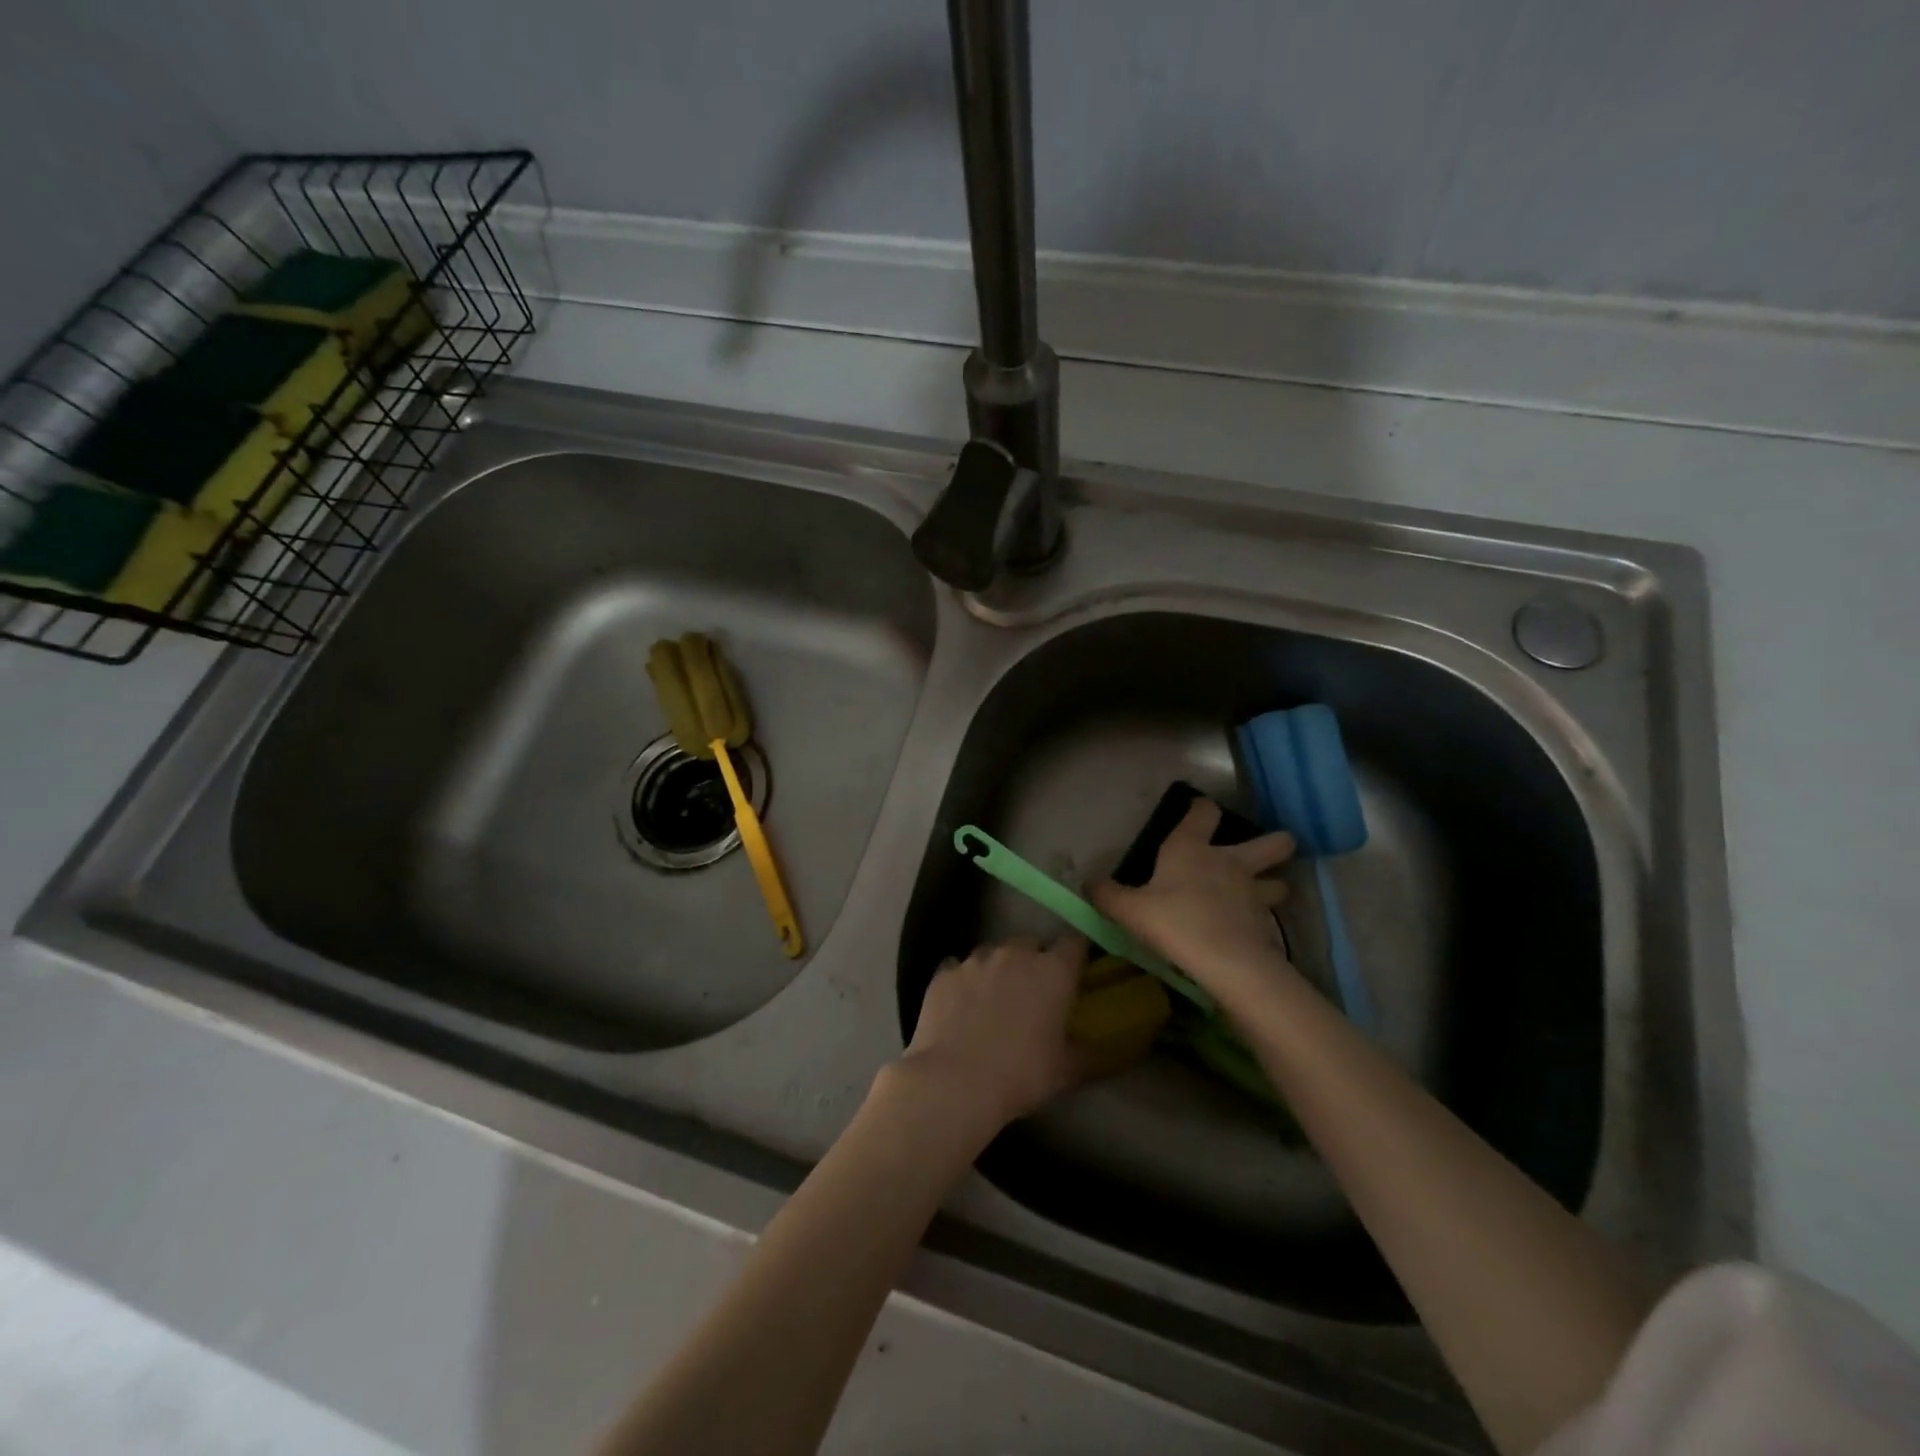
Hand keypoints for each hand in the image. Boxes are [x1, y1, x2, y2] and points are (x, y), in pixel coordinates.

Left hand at [897, 935, 1088, 1129]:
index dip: (1075, 955)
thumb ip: (1082, 1050)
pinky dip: (963, 981)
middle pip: (1030, 944)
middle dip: (1033, 961)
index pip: (1073, 944)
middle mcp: (1015, 954)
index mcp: (1053, 971)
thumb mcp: (1066, 1071)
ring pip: (992, 953)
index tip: (1074, 971)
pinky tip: (960, 1005)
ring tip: (992, 999)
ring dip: (997, 969)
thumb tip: (1087, 1045)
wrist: (956, 1081)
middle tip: (1031, 992)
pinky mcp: (944, 972)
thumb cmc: (1022, 1074)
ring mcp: (976, 960)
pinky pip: (958, 968)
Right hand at [1092, 799, 1295, 1002]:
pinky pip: (1270, 916)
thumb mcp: (1129, 910)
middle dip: (1275, 843)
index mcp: (1192, 849)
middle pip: (1271, 843)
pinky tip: (1253, 929)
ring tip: (1265, 892)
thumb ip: (1107, 895)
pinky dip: (1264, 919)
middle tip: (1271, 849)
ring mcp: (1254, 893)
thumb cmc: (1173, 922)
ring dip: (1274, 883)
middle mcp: (1230, 862)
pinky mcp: (1267, 925)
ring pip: (1279, 881)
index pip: (1204, 812)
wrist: (1225, 962)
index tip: (1198, 810)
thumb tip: (1088, 884)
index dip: (1202, 808)